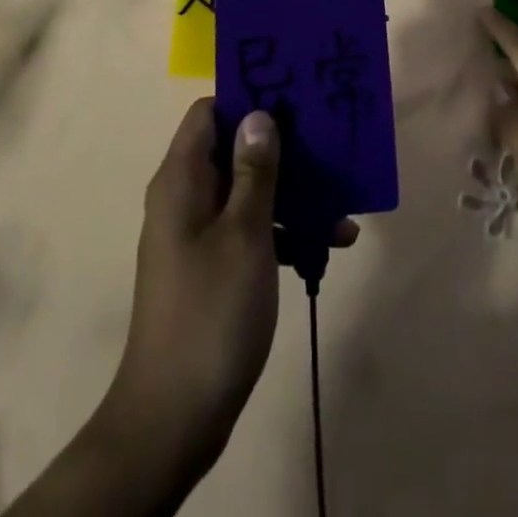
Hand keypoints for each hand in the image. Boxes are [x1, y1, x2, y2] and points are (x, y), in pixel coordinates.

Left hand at [95, 100, 356, 487]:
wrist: (175, 417)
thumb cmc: (211, 312)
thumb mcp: (245, 233)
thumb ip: (254, 171)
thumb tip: (258, 114)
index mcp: (182, 178)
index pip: (209, 112)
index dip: (248, 98)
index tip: (292, 98)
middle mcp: (186, 196)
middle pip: (234, 148)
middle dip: (282, 146)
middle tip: (330, 144)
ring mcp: (198, 232)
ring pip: (247, 189)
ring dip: (292, 193)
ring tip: (342, 204)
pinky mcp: (212, 264)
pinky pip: (250, 227)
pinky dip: (283, 229)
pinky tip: (328, 244)